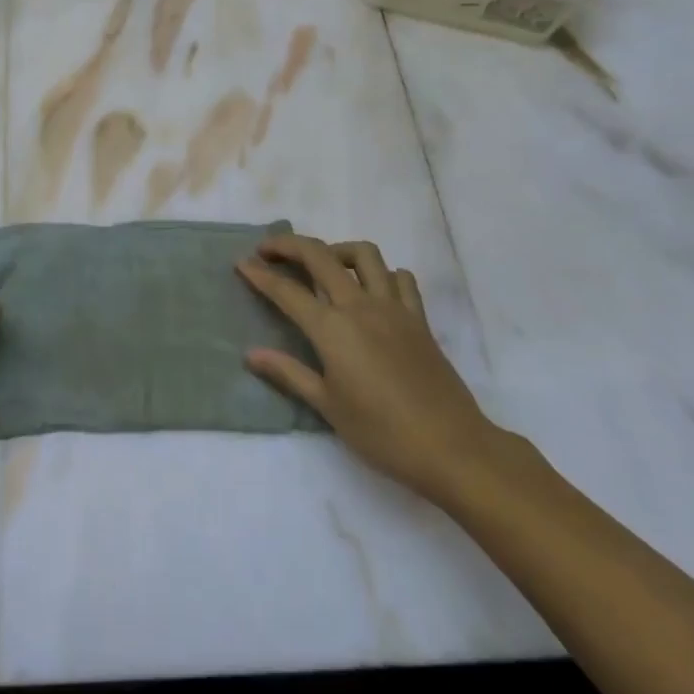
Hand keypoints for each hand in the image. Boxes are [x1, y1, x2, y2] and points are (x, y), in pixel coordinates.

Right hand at [238, 234, 501, 501]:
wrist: (452, 447)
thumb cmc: (382, 433)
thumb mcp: (327, 406)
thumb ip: (288, 373)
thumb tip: (250, 355)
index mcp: (332, 329)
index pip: (286, 291)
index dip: (260, 274)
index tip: (241, 263)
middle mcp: (359, 306)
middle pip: (320, 255)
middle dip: (289, 245)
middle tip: (268, 250)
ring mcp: (393, 307)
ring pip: (364, 254)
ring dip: (337, 250)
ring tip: (323, 264)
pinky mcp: (418, 318)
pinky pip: (400, 279)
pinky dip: (382, 274)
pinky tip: (372, 290)